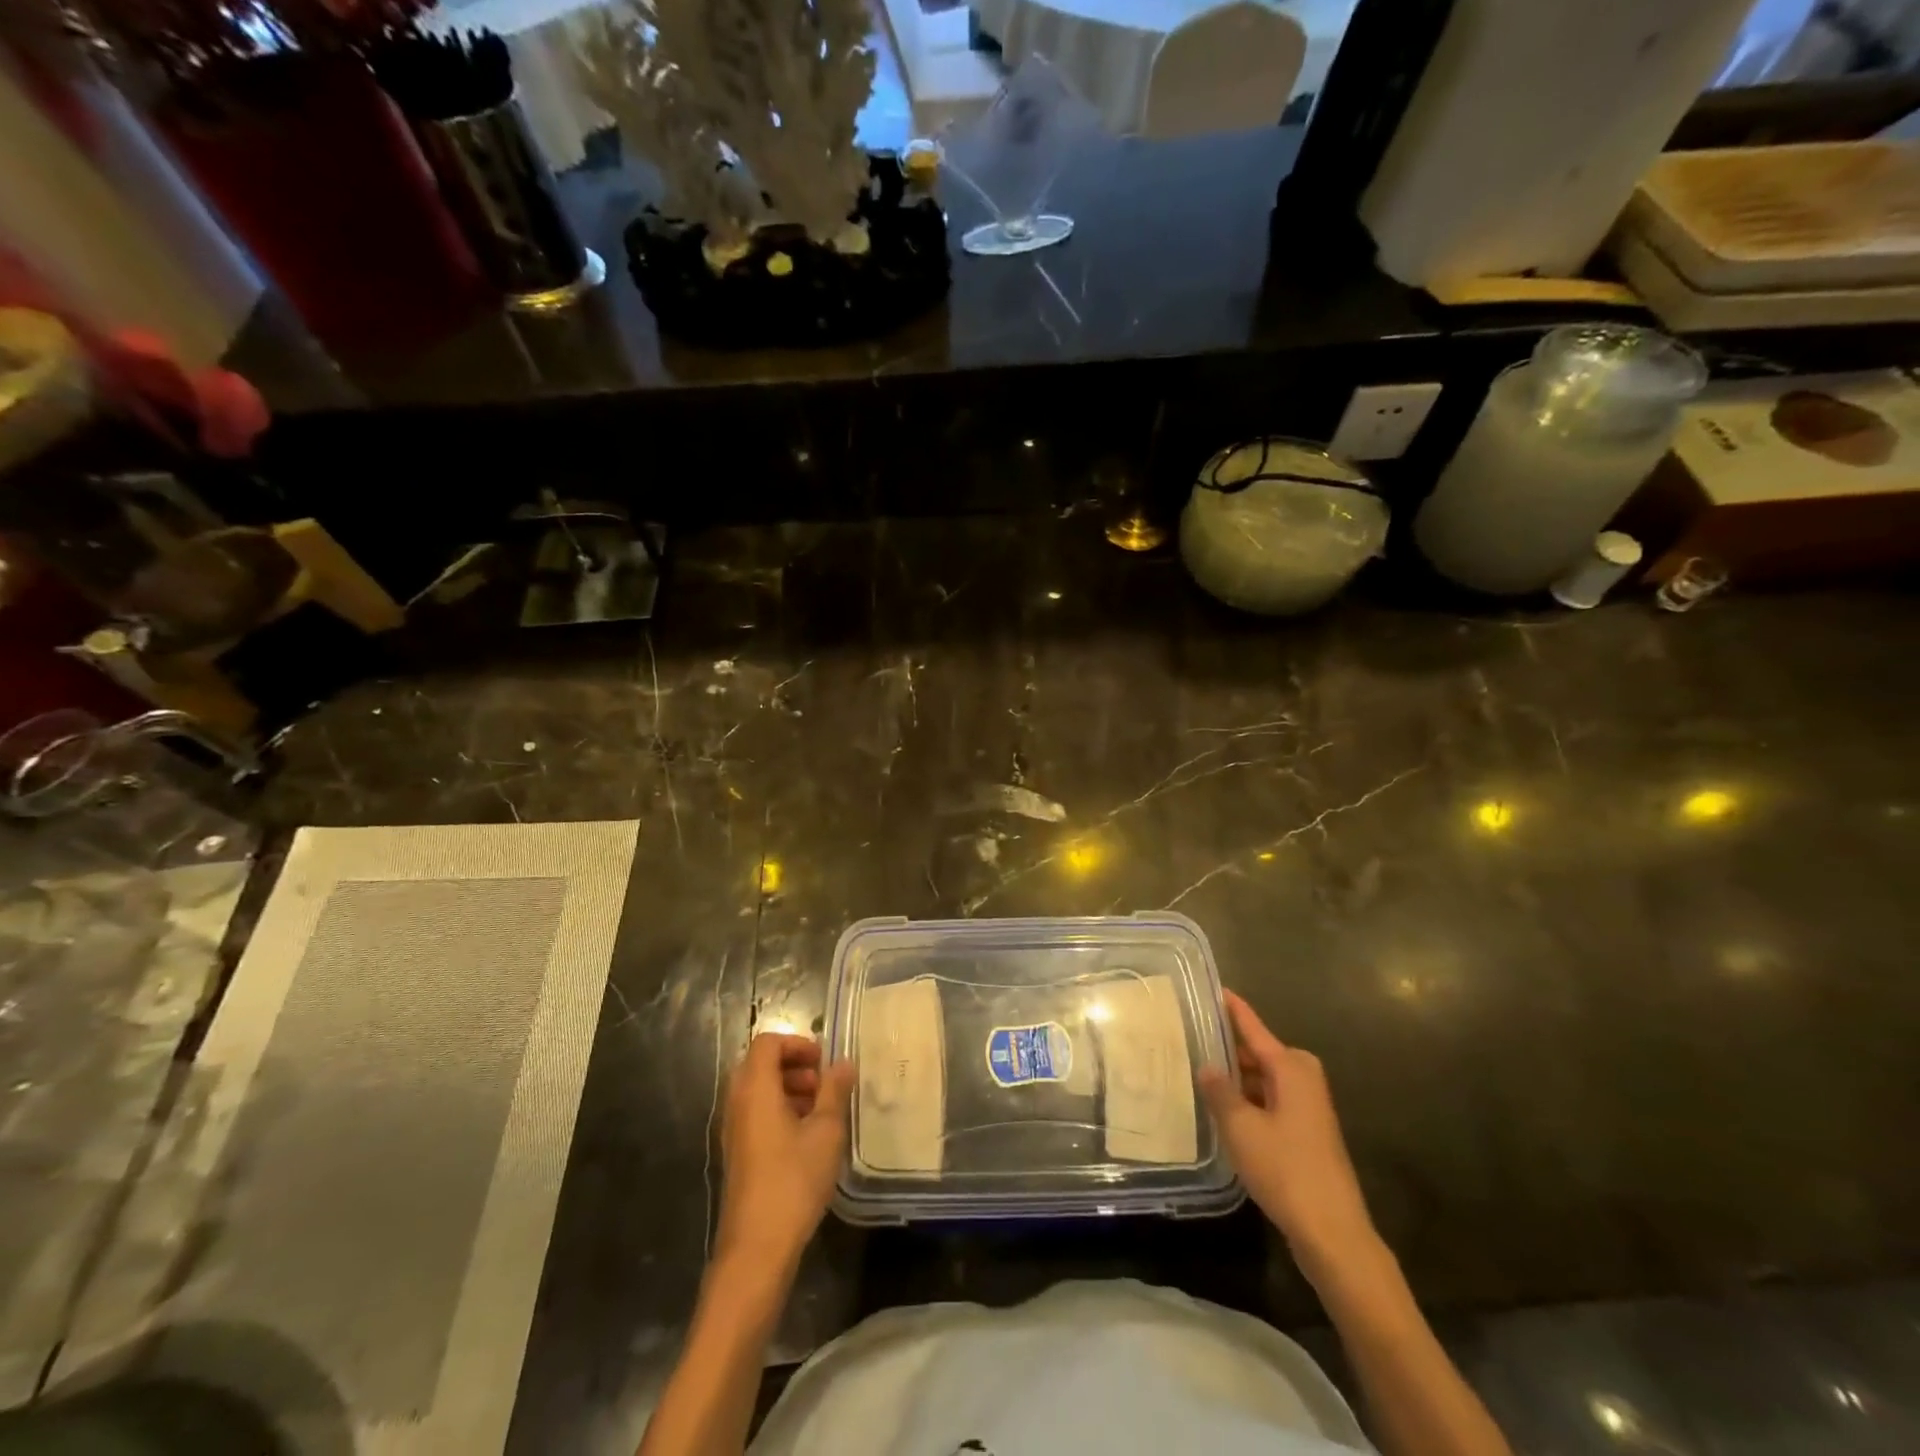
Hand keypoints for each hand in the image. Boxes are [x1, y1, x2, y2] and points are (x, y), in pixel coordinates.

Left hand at [715, 1034, 853, 1274]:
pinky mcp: (738, 1154)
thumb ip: (834, 1091)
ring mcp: (734, 1130)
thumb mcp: (826, 1132)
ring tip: (820, 1110)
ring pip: (758, 1091)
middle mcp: (738, 1103)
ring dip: (789, 1089)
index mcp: (755, 1090)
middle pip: (760, 1064)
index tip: (823, 1062)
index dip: (796, 1043)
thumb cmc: (793, 1181)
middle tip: (823, 1084)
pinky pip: (756, 1114)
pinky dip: (780, 1111)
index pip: (767, 1043)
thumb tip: (843, 1063)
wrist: (757, 1248)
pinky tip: (807, 1137)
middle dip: (794, 1066)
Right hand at [1200, 992, 1379, 1280]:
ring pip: (1265, 1080)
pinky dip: (1250, 1101)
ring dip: (1238, 1080)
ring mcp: (1309, 1108)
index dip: (1233, 1009)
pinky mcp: (1308, 1134)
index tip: (1215, 988)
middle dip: (1229, 1049)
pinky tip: (1225, 1113)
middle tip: (1191, 1040)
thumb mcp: (1241, 1128)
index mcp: (1291, 1068)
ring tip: (1199, 1075)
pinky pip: (1271, 1101)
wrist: (1332, 1233)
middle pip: (1259, 1053)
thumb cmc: (1286, 1170)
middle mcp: (1303, 1080)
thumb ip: (1221, 1092)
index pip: (1254, 1028)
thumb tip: (1207, 1065)